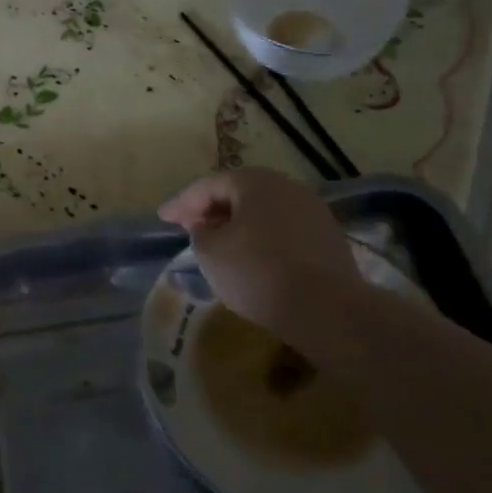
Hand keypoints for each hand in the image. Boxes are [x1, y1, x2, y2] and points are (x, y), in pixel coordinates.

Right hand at [158, 168, 365, 363]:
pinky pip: (283, 229)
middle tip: (189, 227)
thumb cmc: (258, 273)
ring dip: (238, 223)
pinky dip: (262, 237)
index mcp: (254, 182)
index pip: (208, 185)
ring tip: (219, 243)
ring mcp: (312, 210)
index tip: (163, 218)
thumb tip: (208, 227)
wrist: (328, 310)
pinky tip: (252, 257)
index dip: (181, 202)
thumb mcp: (211, 252)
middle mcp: (286, 187)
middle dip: (211, 209)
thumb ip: (200, 232)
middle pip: (238, 192)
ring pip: (263, 211)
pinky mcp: (327, 237)